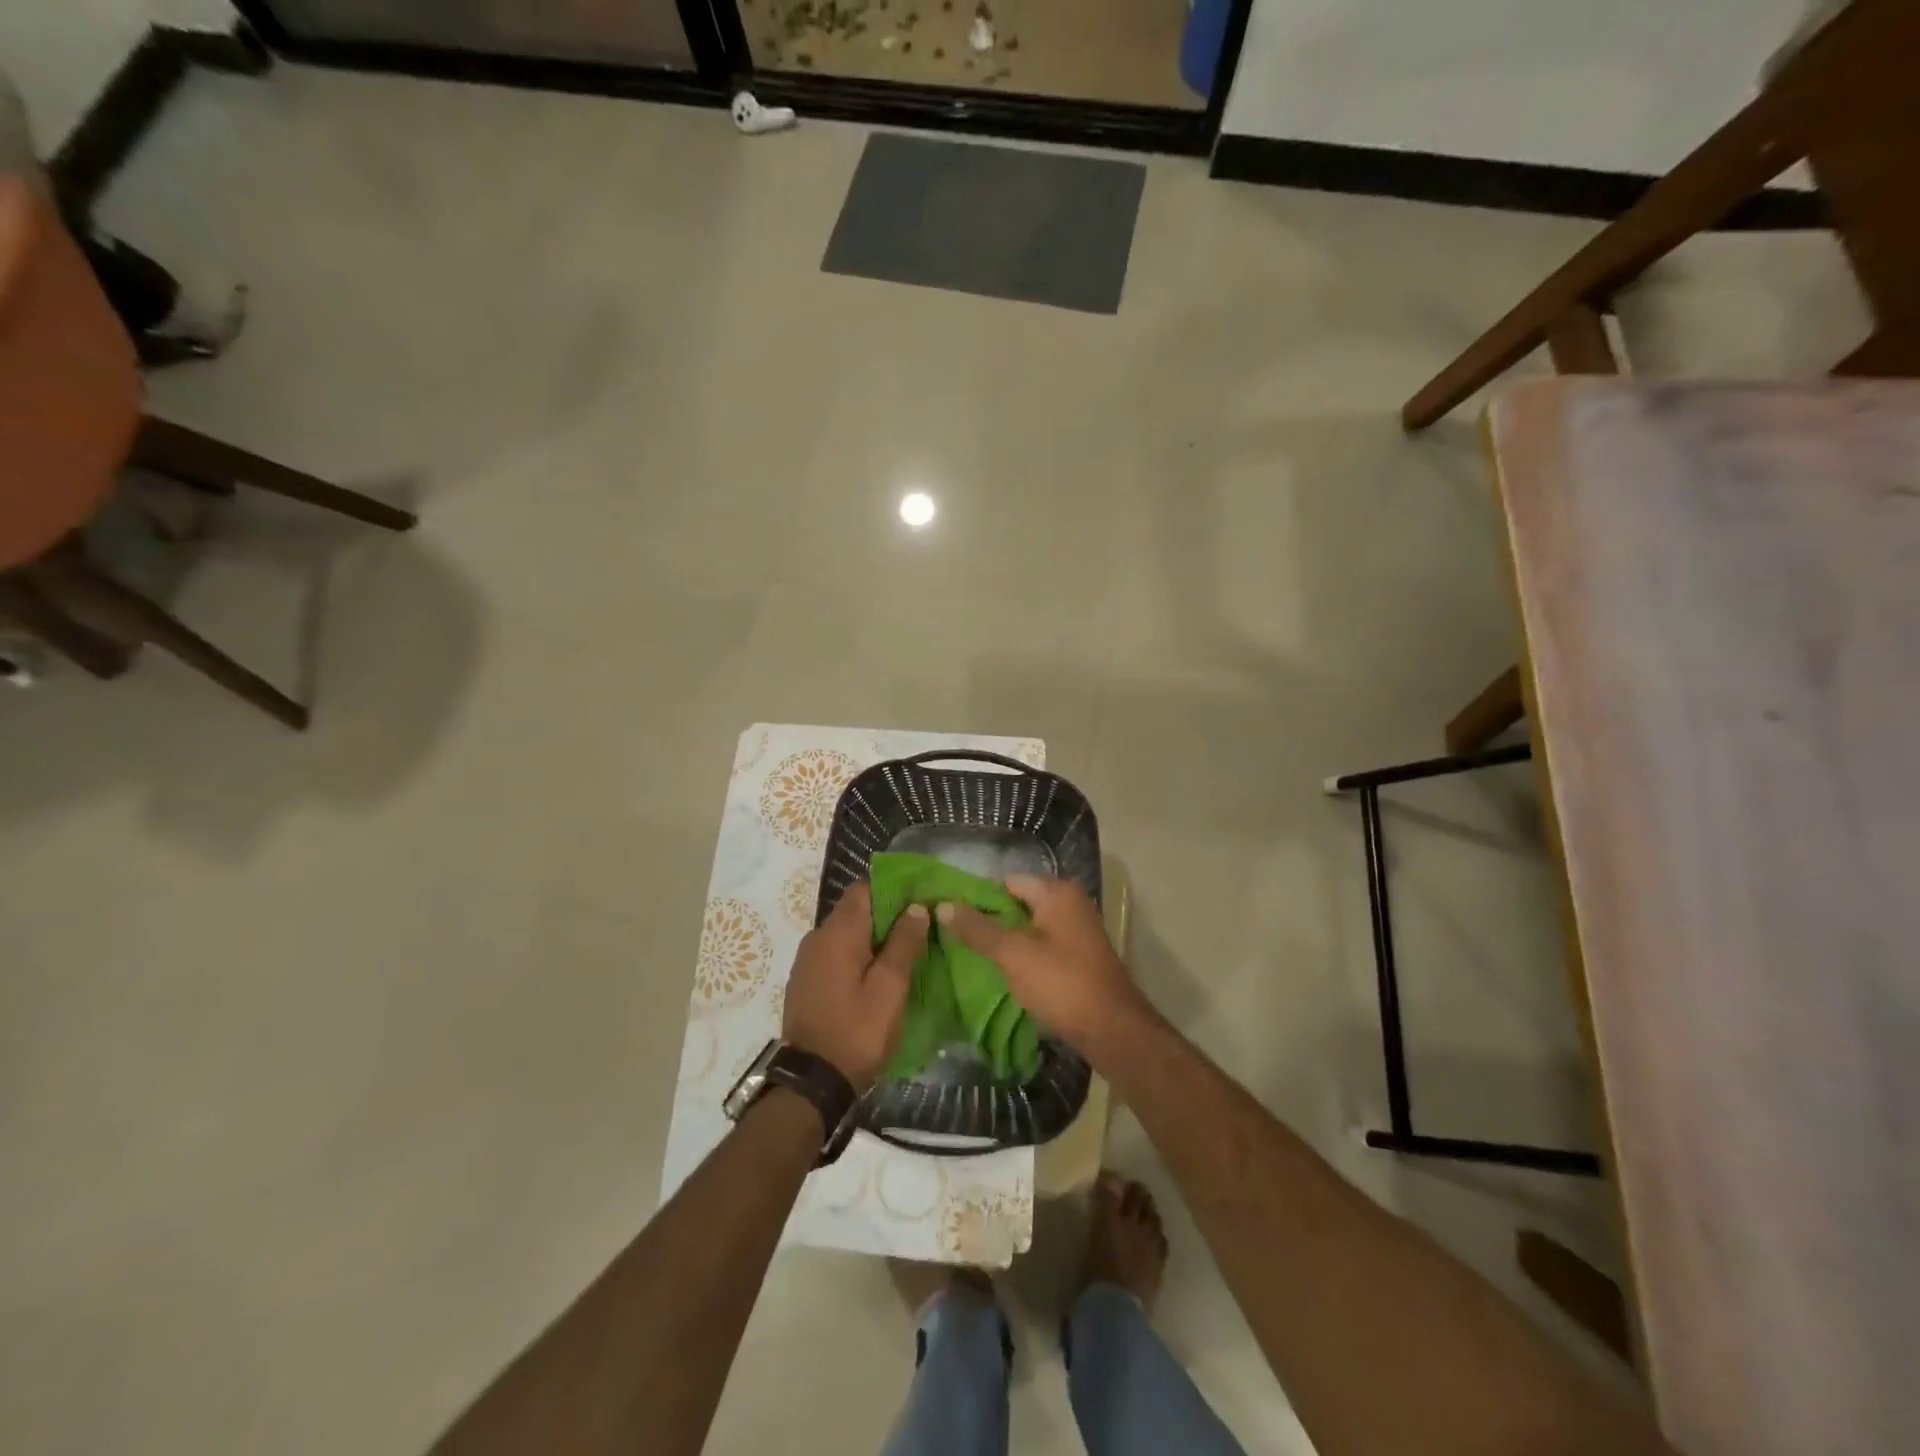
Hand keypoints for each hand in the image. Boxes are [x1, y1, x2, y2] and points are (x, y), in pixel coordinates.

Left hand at [783, 882, 928, 1090]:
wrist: (811, 1083)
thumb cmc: (857, 1032)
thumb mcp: (890, 988)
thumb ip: (904, 943)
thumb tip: (917, 907)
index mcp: (838, 932)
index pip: (865, 888)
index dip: (894, 890)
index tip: (921, 902)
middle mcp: (817, 937)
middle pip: (856, 910)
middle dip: (888, 916)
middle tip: (921, 931)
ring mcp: (807, 960)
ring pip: (846, 934)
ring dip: (874, 939)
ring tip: (905, 955)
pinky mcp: (806, 982)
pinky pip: (836, 955)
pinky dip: (858, 957)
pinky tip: (878, 977)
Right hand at [937, 876, 1147, 1053]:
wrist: (1113, 1030)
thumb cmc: (1062, 984)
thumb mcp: (1013, 955)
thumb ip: (978, 929)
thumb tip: (943, 905)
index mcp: (1057, 892)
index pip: (1006, 882)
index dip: (977, 898)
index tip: (951, 917)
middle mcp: (1070, 903)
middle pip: (1017, 903)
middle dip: (989, 921)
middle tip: (955, 939)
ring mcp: (1077, 930)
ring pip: (1029, 927)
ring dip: (1005, 941)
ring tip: (972, 957)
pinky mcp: (1079, 956)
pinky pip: (1042, 945)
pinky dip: (1023, 955)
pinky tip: (1002, 972)